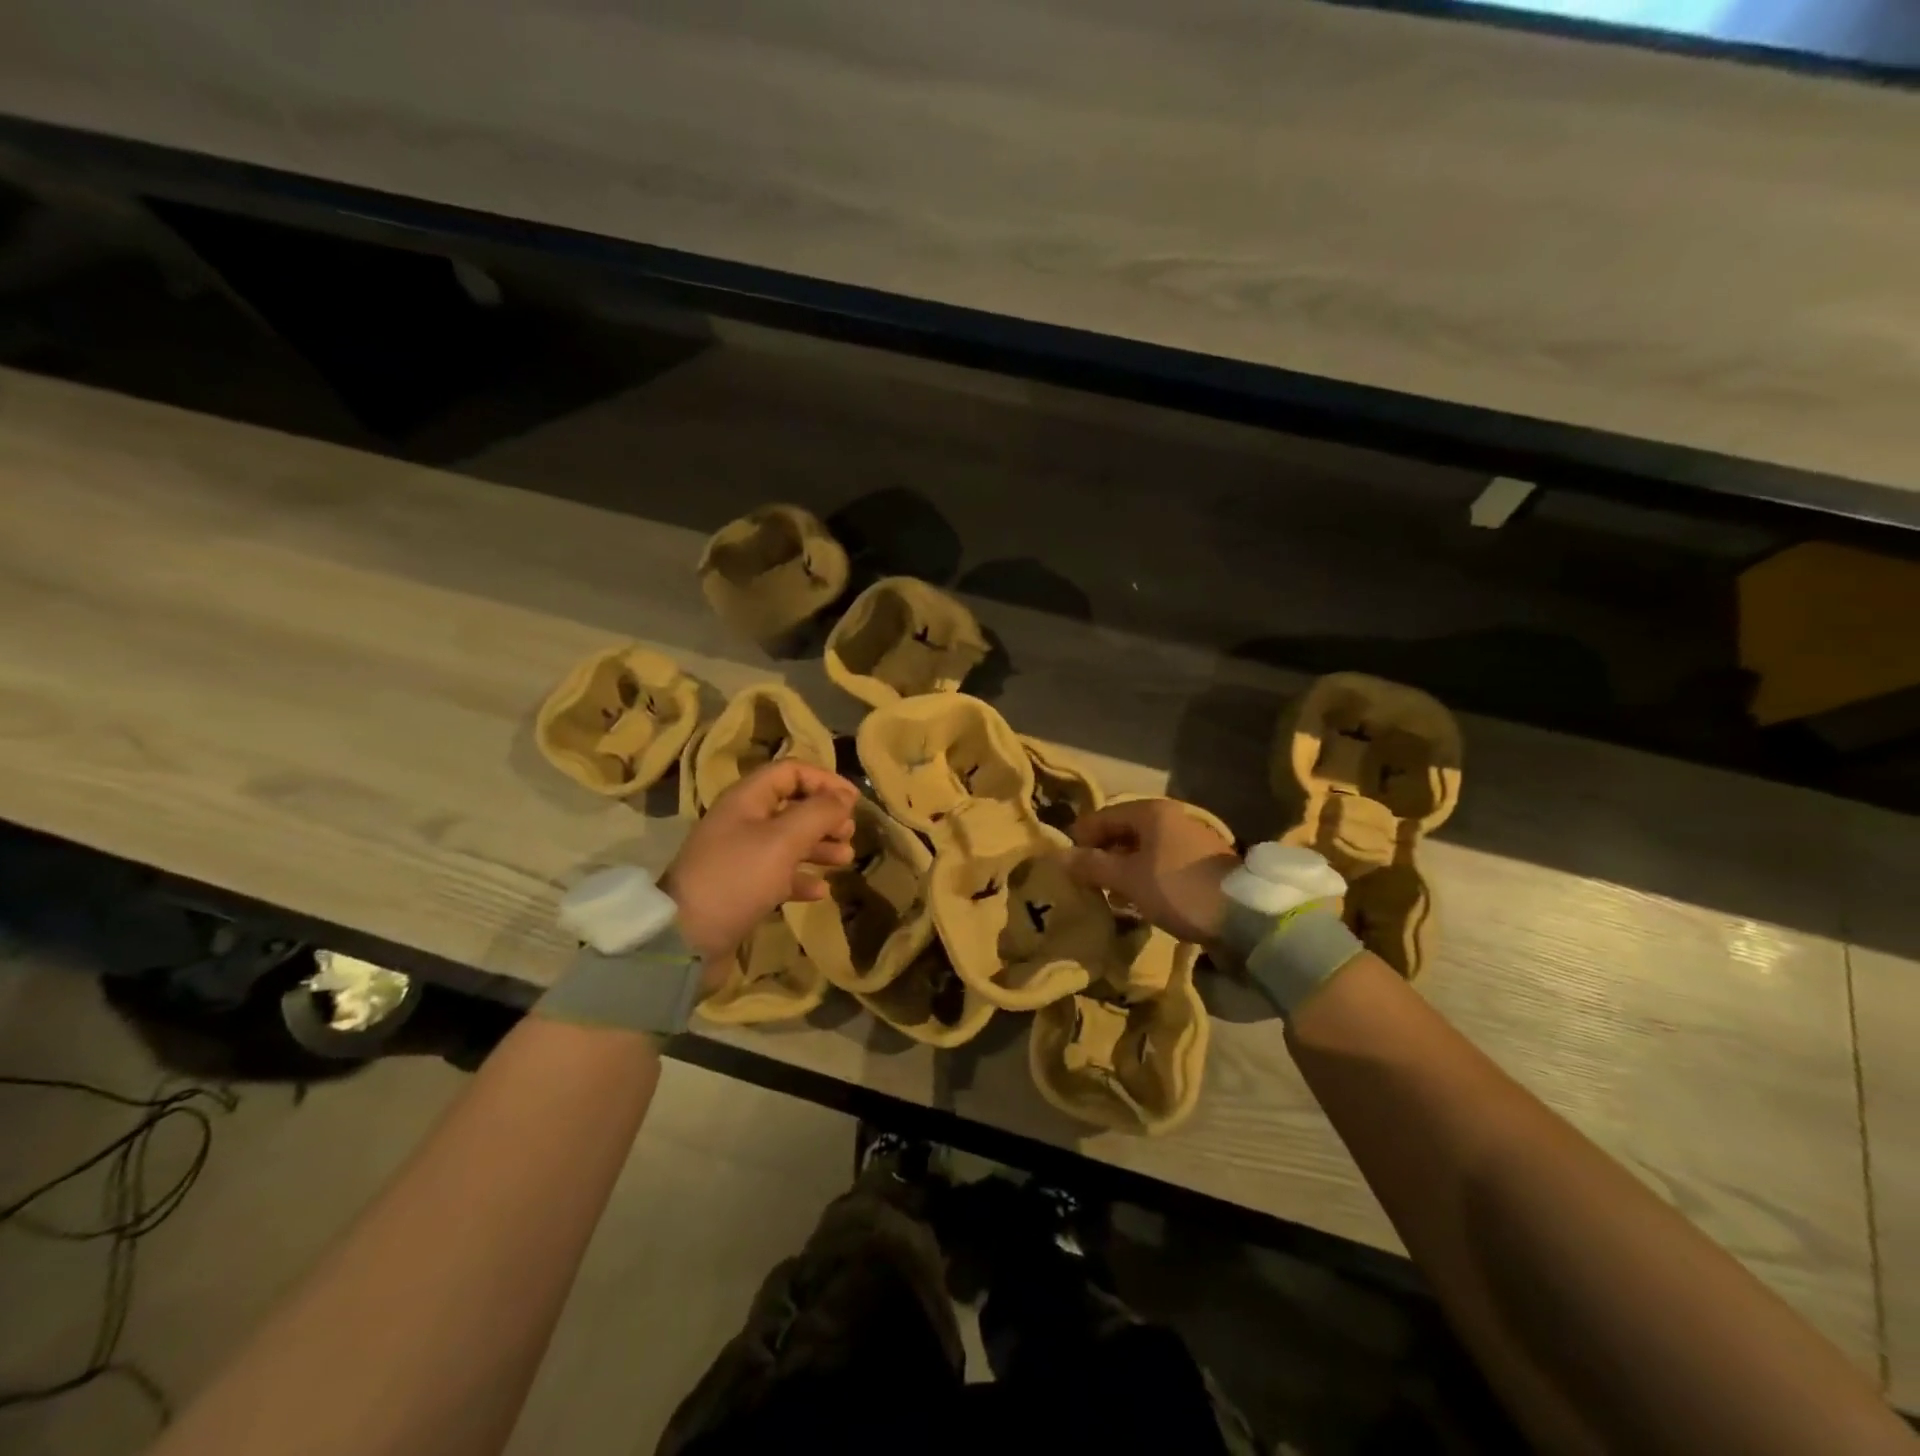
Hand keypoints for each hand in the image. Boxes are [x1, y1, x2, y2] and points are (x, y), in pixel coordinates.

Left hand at [663, 762, 858, 962]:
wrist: (687, 940)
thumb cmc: (738, 879)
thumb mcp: (783, 840)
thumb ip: (819, 813)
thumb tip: (844, 797)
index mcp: (746, 799)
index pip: (791, 772)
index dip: (824, 780)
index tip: (853, 801)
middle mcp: (742, 822)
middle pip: (792, 806)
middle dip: (824, 816)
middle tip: (849, 833)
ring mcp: (740, 856)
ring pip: (788, 841)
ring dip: (819, 846)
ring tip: (844, 859)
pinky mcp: (741, 888)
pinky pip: (778, 874)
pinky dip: (801, 878)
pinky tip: (820, 891)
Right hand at [1067, 798, 1238, 945]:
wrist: (1242, 915)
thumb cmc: (1177, 888)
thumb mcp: (1127, 879)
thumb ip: (1091, 866)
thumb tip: (1058, 857)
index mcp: (1151, 812)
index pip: (1103, 816)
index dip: (1081, 837)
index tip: (1066, 863)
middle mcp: (1171, 817)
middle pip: (1124, 830)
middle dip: (1102, 853)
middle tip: (1085, 879)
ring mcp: (1190, 838)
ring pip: (1144, 848)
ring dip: (1123, 867)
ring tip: (1108, 892)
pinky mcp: (1202, 862)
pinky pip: (1161, 862)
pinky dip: (1144, 875)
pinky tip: (1138, 898)